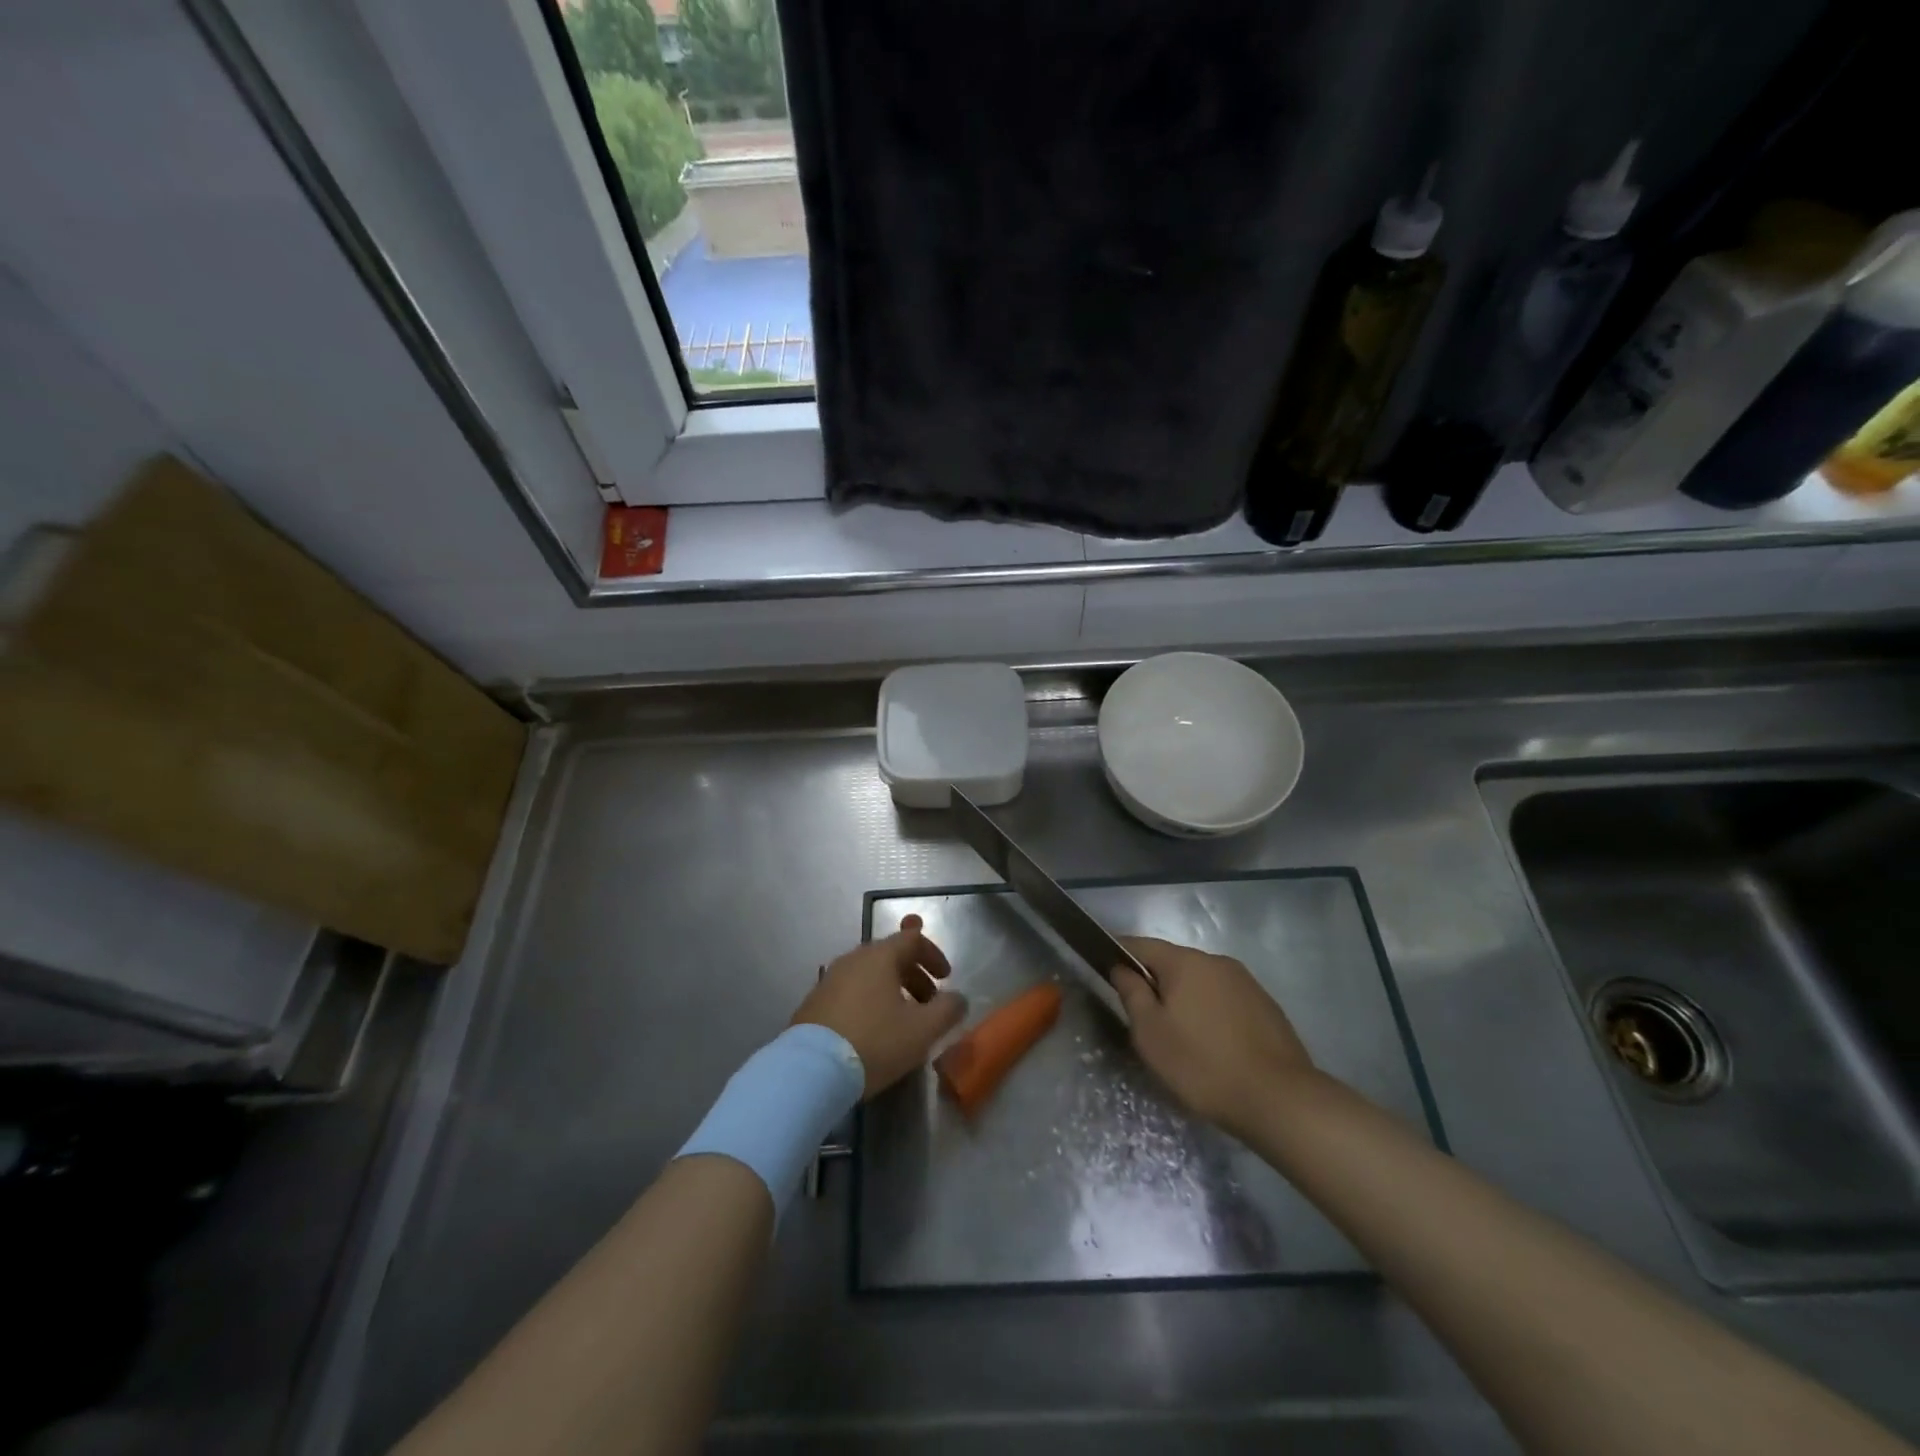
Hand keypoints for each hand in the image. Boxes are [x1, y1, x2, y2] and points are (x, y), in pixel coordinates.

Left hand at [793, 916, 966, 1098]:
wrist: (810, 1071)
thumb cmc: (874, 1042)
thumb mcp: (922, 1030)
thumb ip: (948, 1010)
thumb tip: (958, 999)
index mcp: (879, 956)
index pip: (912, 939)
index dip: (934, 954)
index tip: (947, 978)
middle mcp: (853, 959)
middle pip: (890, 956)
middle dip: (915, 975)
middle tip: (929, 1002)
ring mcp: (829, 980)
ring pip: (869, 975)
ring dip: (892, 989)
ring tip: (903, 1019)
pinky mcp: (814, 1003)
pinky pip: (851, 991)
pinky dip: (870, 1001)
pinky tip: (873, 1030)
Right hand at [1110, 936, 1315, 1141]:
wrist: (1279, 1099)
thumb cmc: (1202, 1065)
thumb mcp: (1151, 1034)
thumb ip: (1132, 994)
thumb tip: (1121, 968)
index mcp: (1185, 962)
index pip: (1142, 945)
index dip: (1120, 954)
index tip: (1105, 968)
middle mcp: (1217, 961)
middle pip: (1173, 963)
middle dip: (1155, 982)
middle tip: (1143, 1017)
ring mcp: (1246, 982)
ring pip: (1201, 982)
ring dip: (1186, 999)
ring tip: (1180, 1036)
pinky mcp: (1266, 1006)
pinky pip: (1225, 1000)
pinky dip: (1211, 1013)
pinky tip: (1212, 1045)